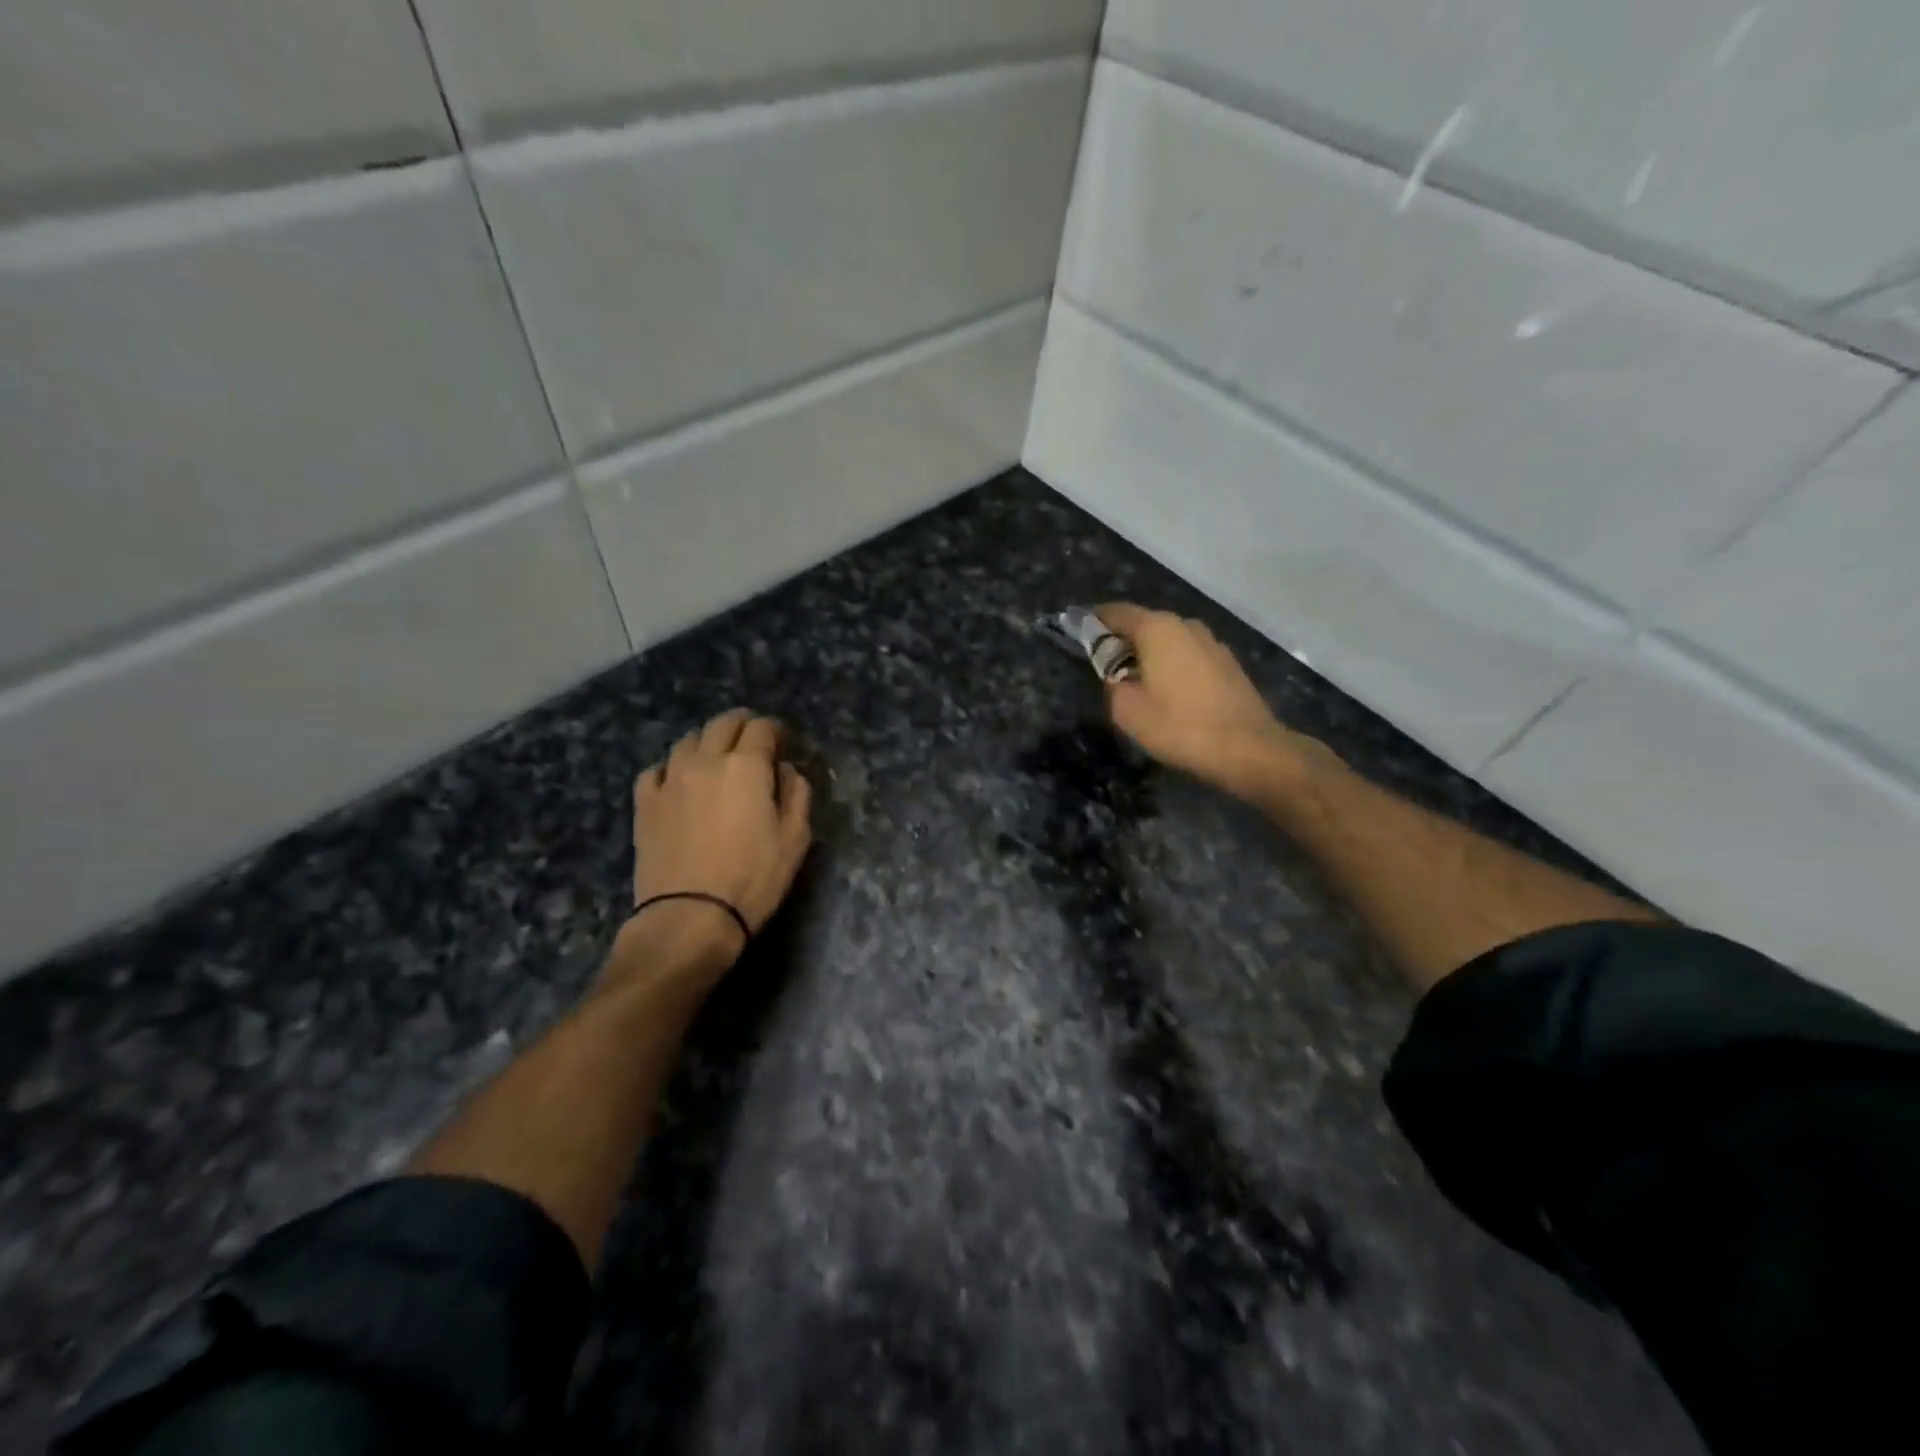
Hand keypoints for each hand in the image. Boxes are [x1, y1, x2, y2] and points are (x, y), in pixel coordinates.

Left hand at [629, 709, 812, 956]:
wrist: (689, 917)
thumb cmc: (753, 879)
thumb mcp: (795, 839)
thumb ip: (796, 794)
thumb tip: (784, 771)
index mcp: (746, 766)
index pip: (762, 728)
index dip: (776, 730)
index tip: (783, 741)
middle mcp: (705, 761)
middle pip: (723, 724)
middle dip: (743, 725)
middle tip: (754, 740)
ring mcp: (670, 779)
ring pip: (688, 740)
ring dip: (707, 741)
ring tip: (716, 758)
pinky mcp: (645, 803)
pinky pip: (657, 769)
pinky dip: (672, 768)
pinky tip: (679, 782)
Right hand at [1096, 604, 1334, 799]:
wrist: (1248, 749)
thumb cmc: (1180, 726)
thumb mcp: (1127, 710)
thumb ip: (1113, 684)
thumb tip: (1118, 676)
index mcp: (1157, 629)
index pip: (1116, 612)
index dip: (1094, 621)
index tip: (1078, 632)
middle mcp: (1185, 625)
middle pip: (1144, 624)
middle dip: (1122, 641)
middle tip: (1105, 666)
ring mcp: (1212, 643)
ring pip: (1169, 641)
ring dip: (1150, 655)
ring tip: (1137, 682)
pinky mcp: (1228, 663)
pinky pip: (1188, 656)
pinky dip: (1172, 666)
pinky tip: (1170, 692)